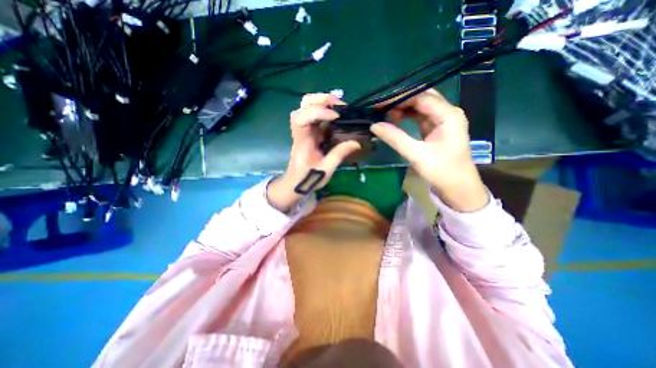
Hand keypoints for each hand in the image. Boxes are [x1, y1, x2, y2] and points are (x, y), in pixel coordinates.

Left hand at [266, 93, 359, 210]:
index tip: (336, 116)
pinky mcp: (310, 131)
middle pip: (303, 105)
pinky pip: (315, 114)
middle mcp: (301, 131)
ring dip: (323, 101)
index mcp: (302, 141)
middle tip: (340, 105)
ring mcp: (305, 129)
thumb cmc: (307, 179)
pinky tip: (337, 114)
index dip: (317, 112)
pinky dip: (326, 109)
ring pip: (307, 106)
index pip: (301, 119)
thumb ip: (339, 155)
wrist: (295, 182)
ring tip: (340, 107)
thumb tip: (356, 142)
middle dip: (321, 100)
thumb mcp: (325, 170)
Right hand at [368, 88, 485, 212]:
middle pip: (422, 98)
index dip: (400, 98)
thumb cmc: (441, 171)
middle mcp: (447, 113)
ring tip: (385, 114)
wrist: (458, 188)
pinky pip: (419, 117)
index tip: (380, 103)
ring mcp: (442, 120)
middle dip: (401, 101)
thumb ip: (395, 138)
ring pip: (420, 107)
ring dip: (403, 108)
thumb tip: (374, 125)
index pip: (421, 97)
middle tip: (381, 107)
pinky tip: (395, 120)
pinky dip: (407, 117)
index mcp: (448, 115)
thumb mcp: (416, 155)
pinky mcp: (436, 129)